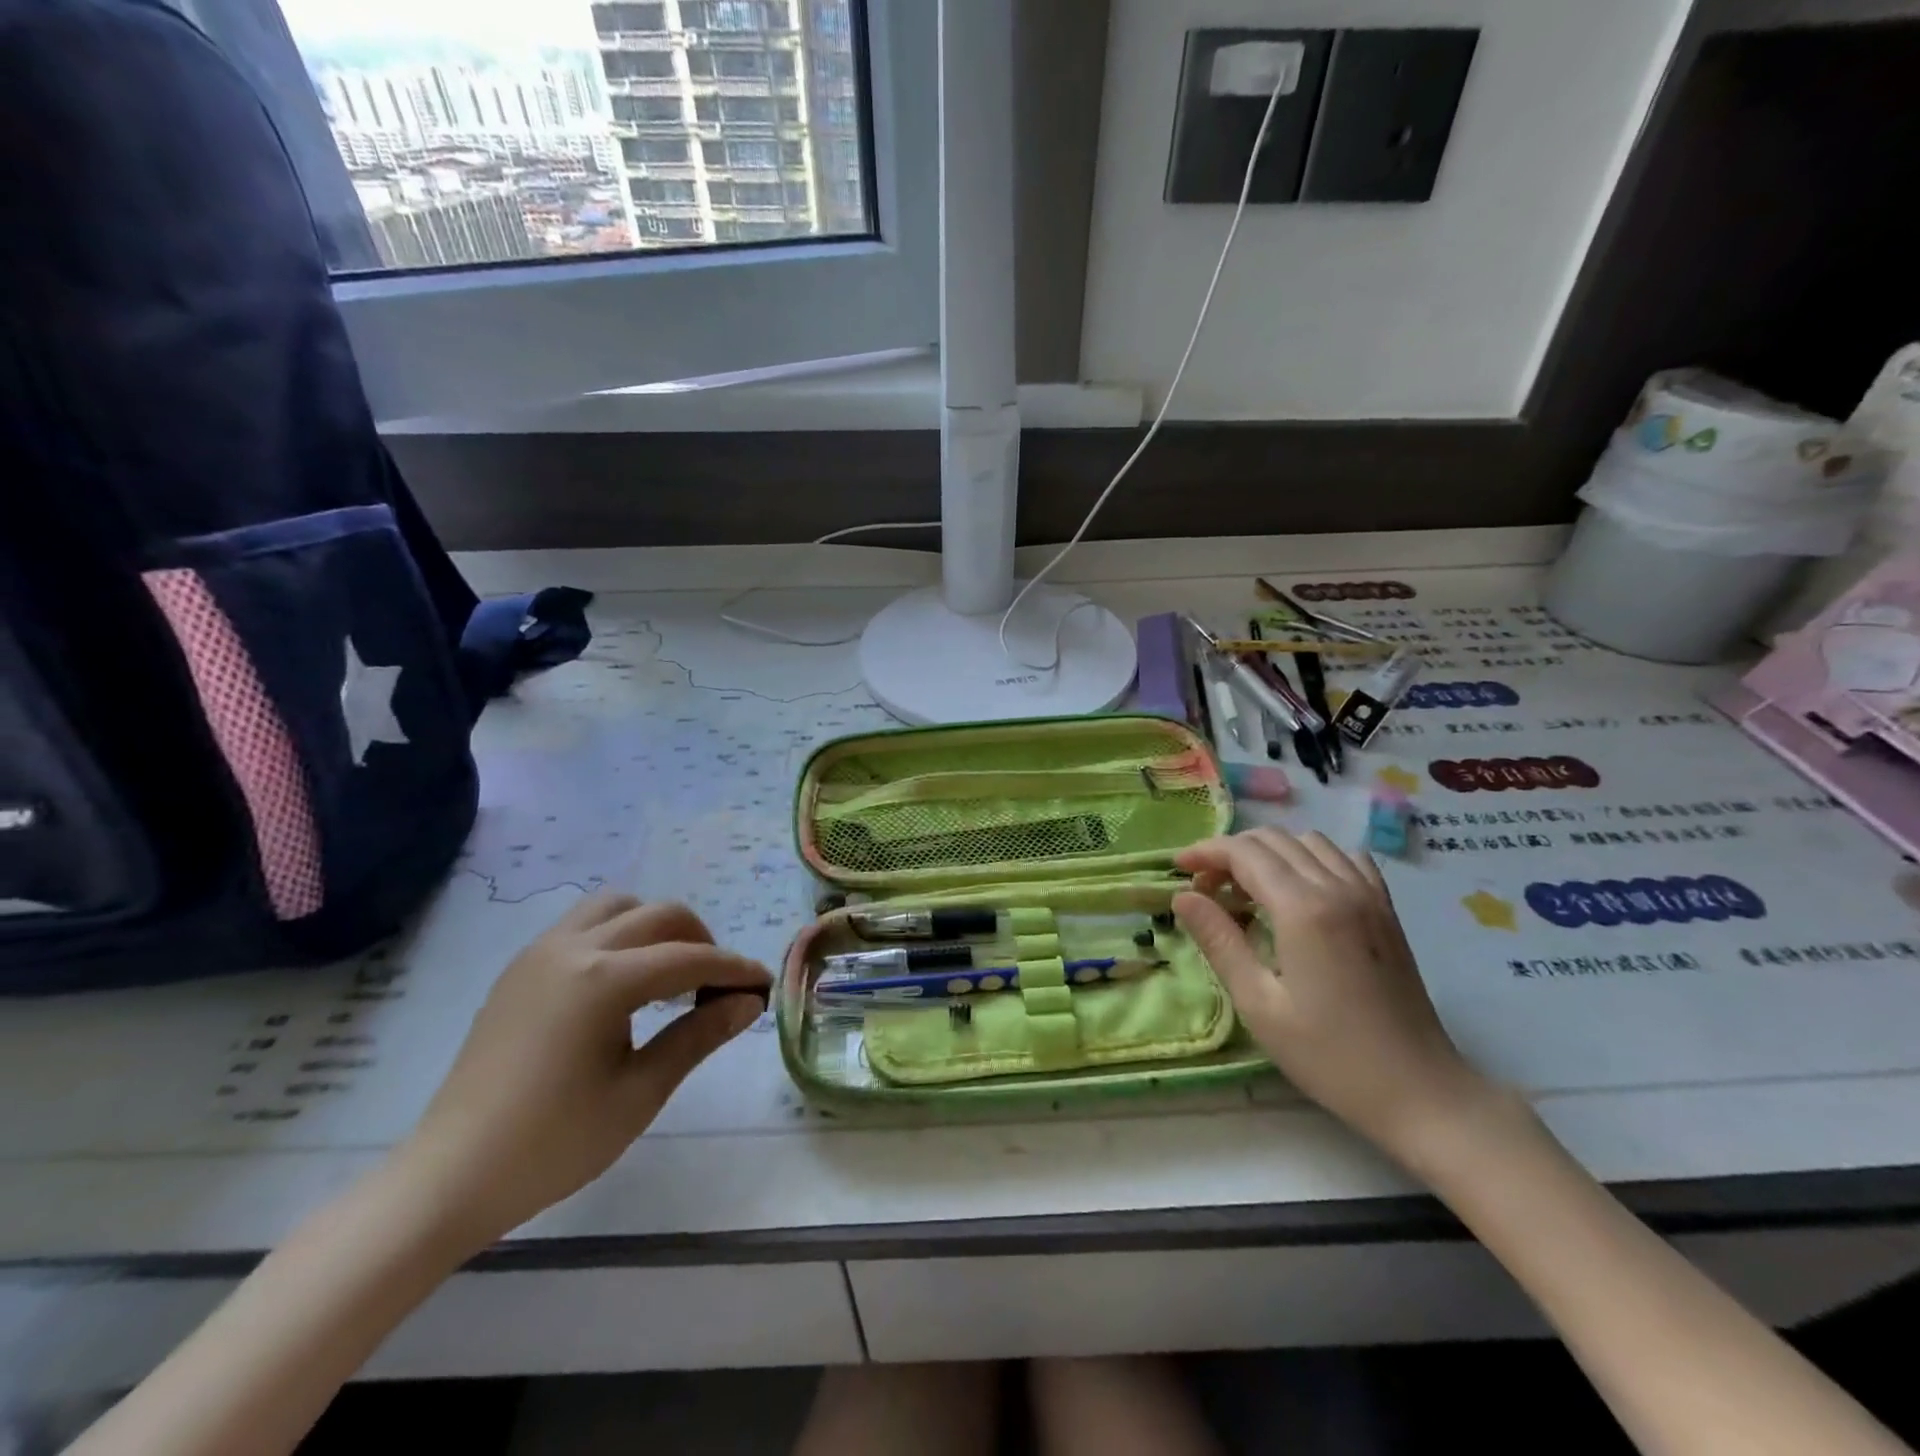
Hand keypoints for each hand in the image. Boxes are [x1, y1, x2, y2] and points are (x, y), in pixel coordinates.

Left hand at [394, 893, 771, 1250]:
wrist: (449, 1178)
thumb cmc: (553, 1144)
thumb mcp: (640, 1092)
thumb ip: (698, 1035)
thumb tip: (748, 1002)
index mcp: (603, 980)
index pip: (689, 958)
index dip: (733, 970)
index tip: (764, 985)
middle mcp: (573, 948)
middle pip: (659, 916)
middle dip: (700, 941)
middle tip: (718, 986)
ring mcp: (540, 953)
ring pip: (617, 906)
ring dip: (655, 927)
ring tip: (670, 974)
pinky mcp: (521, 968)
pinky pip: (584, 924)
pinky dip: (619, 935)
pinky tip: (623, 983)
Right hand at [1174, 829, 1491, 1157]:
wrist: (1420, 1091)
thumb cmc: (1330, 1056)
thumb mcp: (1259, 1003)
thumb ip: (1219, 940)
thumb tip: (1183, 896)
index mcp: (1302, 908)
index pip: (1244, 853)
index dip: (1205, 851)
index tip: (1178, 868)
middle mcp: (1337, 887)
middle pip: (1273, 840)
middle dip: (1231, 852)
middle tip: (1206, 888)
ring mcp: (1368, 895)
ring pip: (1308, 841)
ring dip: (1270, 853)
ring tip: (1249, 890)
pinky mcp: (1386, 909)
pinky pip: (1345, 858)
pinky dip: (1312, 859)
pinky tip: (1300, 891)